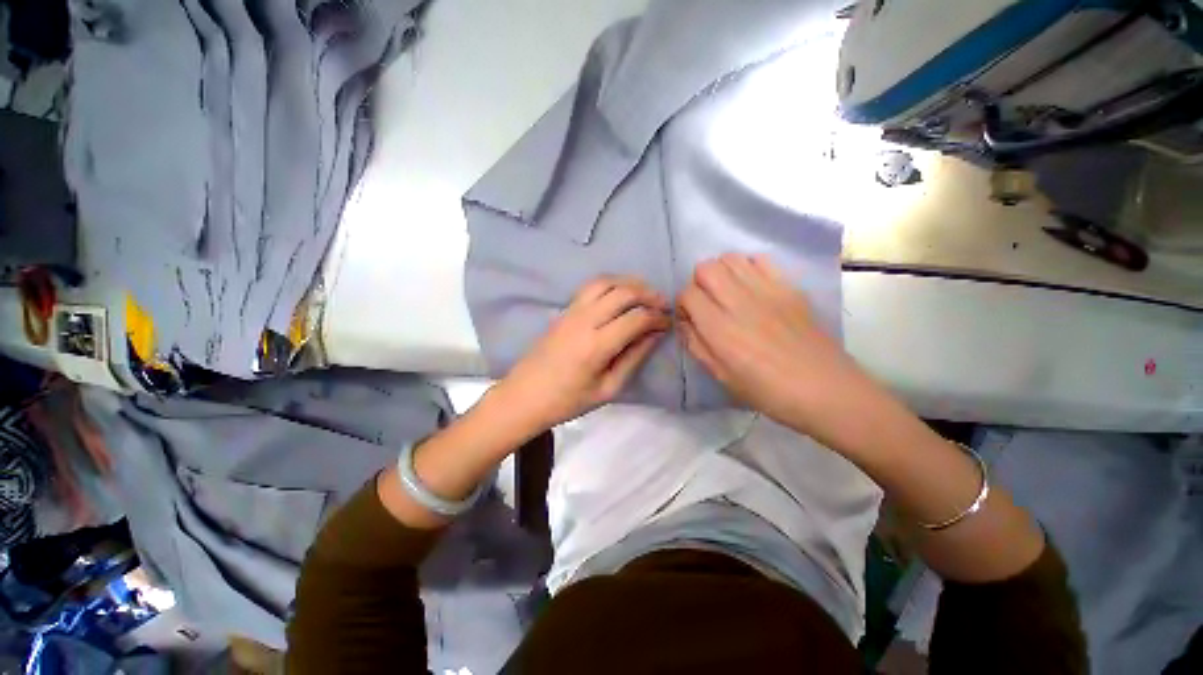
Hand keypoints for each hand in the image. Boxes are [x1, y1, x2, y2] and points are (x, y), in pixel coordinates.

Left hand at [496, 276, 670, 427]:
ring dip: (629, 283)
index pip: (636, 318)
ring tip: (645, 294)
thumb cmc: (568, 400)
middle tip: (663, 305)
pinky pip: (591, 286)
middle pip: (623, 293)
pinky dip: (611, 283)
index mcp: (597, 345)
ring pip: (606, 282)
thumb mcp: (608, 388)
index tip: (668, 323)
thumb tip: (655, 334)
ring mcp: (571, 311)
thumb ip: (633, 358)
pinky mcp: (564, 310)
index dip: (657, 317)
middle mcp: (585, 320)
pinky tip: (620, 294)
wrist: (525, 395)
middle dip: (648, 294)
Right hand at [677, 254, 880, 443]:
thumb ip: (697, 345)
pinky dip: (748, 267)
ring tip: (728, 292)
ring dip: (721, 272)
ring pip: (730, 258)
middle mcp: (739, 302)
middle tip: (707, 302)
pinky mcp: (788, 287)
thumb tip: (684, 321)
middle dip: (698, 282)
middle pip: (706, 268)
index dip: (683, 304)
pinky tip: (752, 287)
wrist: (824, 388)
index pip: (687, 294)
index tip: (690, 317)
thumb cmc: (767, 391)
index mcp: (719, 329)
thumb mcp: (721, 376)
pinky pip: (760, 260)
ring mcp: (766, 290)